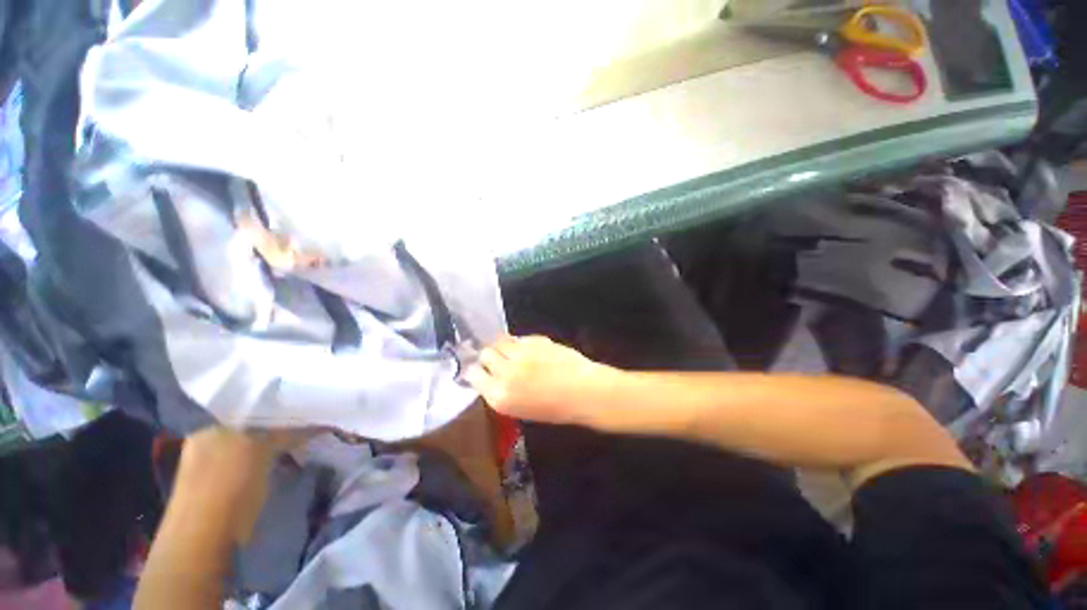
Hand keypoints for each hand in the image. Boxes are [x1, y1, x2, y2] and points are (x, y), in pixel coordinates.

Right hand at [465, 335, 619, 424]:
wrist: (583, 392)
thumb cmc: (555, 408)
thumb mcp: (520, 409)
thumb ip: (501, 391)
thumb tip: (490, 376)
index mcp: (499, 396)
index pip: (473, 374)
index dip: (476, 370)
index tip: (480, 369)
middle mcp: (505, 373)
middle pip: (485, 353)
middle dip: (489, 356)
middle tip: (499, 359)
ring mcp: (520, 354)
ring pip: (499, 341)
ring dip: (503, 346)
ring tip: (514, 352)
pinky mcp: (535, 340)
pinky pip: (518, 338)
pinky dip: (520, 343)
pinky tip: (532, 351)